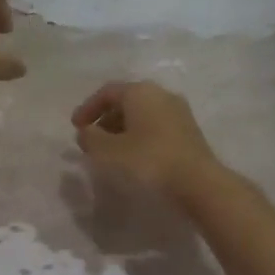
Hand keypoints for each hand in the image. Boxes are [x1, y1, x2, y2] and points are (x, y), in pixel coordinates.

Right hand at [71, 81, 223, 201]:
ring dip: (122, 130)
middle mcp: (161, 94)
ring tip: (111, 152)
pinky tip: (134, 157)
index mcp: (140, 92)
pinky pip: (156, 126)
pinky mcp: (189, 131)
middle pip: (126, 101)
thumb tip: (86, 132)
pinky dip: (140, 136)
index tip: (75, 127)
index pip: (107, 92)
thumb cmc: (148, 161)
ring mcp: (179, 112)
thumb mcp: (108, 151)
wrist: (198, 182)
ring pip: (142, 115)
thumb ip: (90, 138)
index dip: (88, 108)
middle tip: (92, 141)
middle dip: (105, 120)